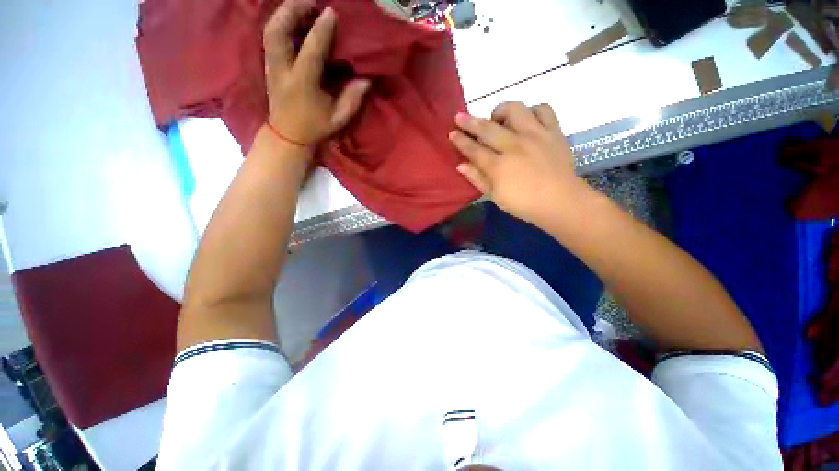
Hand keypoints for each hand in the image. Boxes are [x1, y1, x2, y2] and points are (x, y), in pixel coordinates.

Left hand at [263, 0, 369, 148]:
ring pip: (270, 31)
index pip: (311, 50)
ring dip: (284, 12)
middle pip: (277, 31)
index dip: (321, 30)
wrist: (288, 135)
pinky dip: (280, 22)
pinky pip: (270, 37)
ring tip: (302, 4)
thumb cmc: (315, 128)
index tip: (331, 12)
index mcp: (302, 84)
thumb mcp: (338, 119)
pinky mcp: (268, 66)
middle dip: (291, 9)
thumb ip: (351, 100)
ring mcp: (271, 66)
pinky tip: (293, 18)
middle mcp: (282, 71)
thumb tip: (365, 81)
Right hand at [449, 102, 590, 226]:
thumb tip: (461, 165)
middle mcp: (514, 145)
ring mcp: (535, 135)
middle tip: (460, 117)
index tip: (452, 133)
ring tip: (497, 118)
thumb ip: (478, 178)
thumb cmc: (524, 204)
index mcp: (499, 166)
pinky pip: (543, 109)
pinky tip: (526, 119)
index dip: (461, 141)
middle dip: (470, 121)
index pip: (474, 149)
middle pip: (487, 128)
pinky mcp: (553, 131)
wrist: (561, 202)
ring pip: (515, 110)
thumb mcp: (495, 196)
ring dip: (501, 111)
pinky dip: (532, 110)